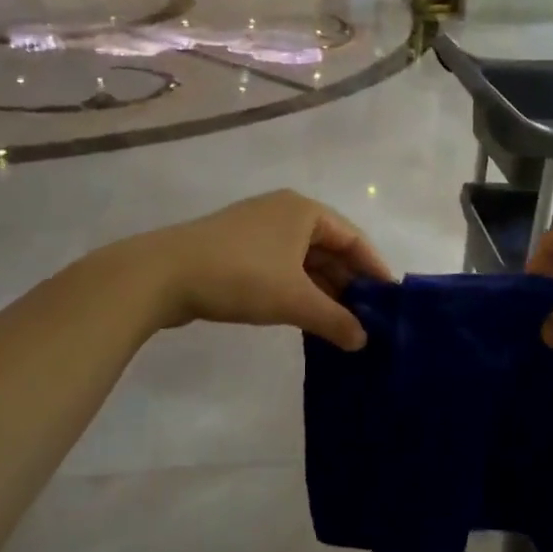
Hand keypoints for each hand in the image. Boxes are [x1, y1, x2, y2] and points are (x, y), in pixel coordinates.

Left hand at [133, 190, 392, 350]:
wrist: (162, 275)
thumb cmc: (240, 276)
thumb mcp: (294, 300)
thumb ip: (335, 319)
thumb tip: (364, 341)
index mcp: (304, 211)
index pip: (354, 238)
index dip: (374, 270)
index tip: (391, 302)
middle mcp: (284, 212)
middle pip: (329, 248)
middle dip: (348, 284)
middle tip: (368, 320)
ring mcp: (257, 230)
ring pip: (304, 261)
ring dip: (322, 291)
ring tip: (341, 325)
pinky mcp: (236, 250)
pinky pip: (281, 268)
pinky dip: (297, 291)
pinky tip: (306, 318)